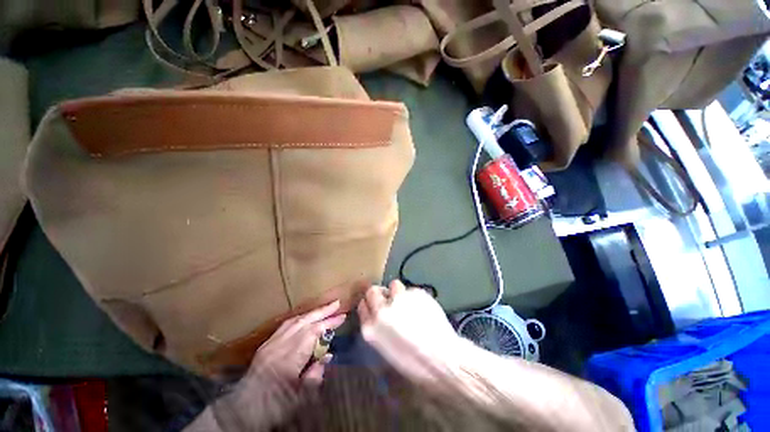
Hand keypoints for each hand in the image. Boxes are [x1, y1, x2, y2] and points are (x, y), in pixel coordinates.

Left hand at [216, 300, 345, 428]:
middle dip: (322, 312)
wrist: (241, 411)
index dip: (328, 323)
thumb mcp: (298, 398)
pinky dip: (300, 318)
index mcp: (288, 360)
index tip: (342, 317)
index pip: (312, 333)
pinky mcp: (266, 345)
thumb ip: (314, 375)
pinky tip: (307, 317)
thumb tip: (327, 357)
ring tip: (326, 308)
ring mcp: (270, 344)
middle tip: (337, 304)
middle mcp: (279, 347)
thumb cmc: (272, 408)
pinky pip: (285, 325)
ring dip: (312, 313)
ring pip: (294, 321)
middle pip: (304, 322)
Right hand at [358, 280, 463, 385]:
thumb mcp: (388, 352)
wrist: (443, 358)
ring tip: (408, 303)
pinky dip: (414, 296)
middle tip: (389, 299)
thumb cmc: (415, 364)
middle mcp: (382, 310)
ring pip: (393, 285)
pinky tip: (423, 308)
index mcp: (371, 329)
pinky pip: (410, 290)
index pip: (362, 306)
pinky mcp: (415, 292)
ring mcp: (399, 299)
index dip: (369, 304)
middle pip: (372, 291)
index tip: (375, 304)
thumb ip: (378, 329)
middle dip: (379, 293)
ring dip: (398, 292)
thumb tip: (379, 315)